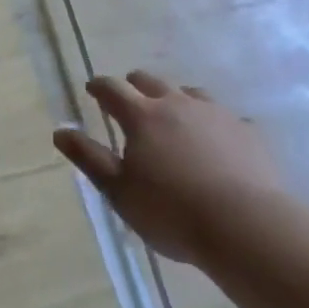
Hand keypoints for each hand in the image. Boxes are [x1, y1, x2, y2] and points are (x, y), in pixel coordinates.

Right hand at [53, 72, 288, 263]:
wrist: (247, 226)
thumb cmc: (171, 211)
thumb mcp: (118, 190)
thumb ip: (88, 157)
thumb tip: (60, 131)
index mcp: (142, 116)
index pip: (112, 88)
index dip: (99, 86)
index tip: (92, 89)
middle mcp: (178, 104)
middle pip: (150, 81)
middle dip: (134, 86)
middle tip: (127, 101)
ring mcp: (217, 114)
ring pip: (190, 93)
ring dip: (174, 99)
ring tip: (172, 117)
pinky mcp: (248, 132)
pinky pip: (225, 117)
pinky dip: (212, 122)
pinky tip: (215, 141)